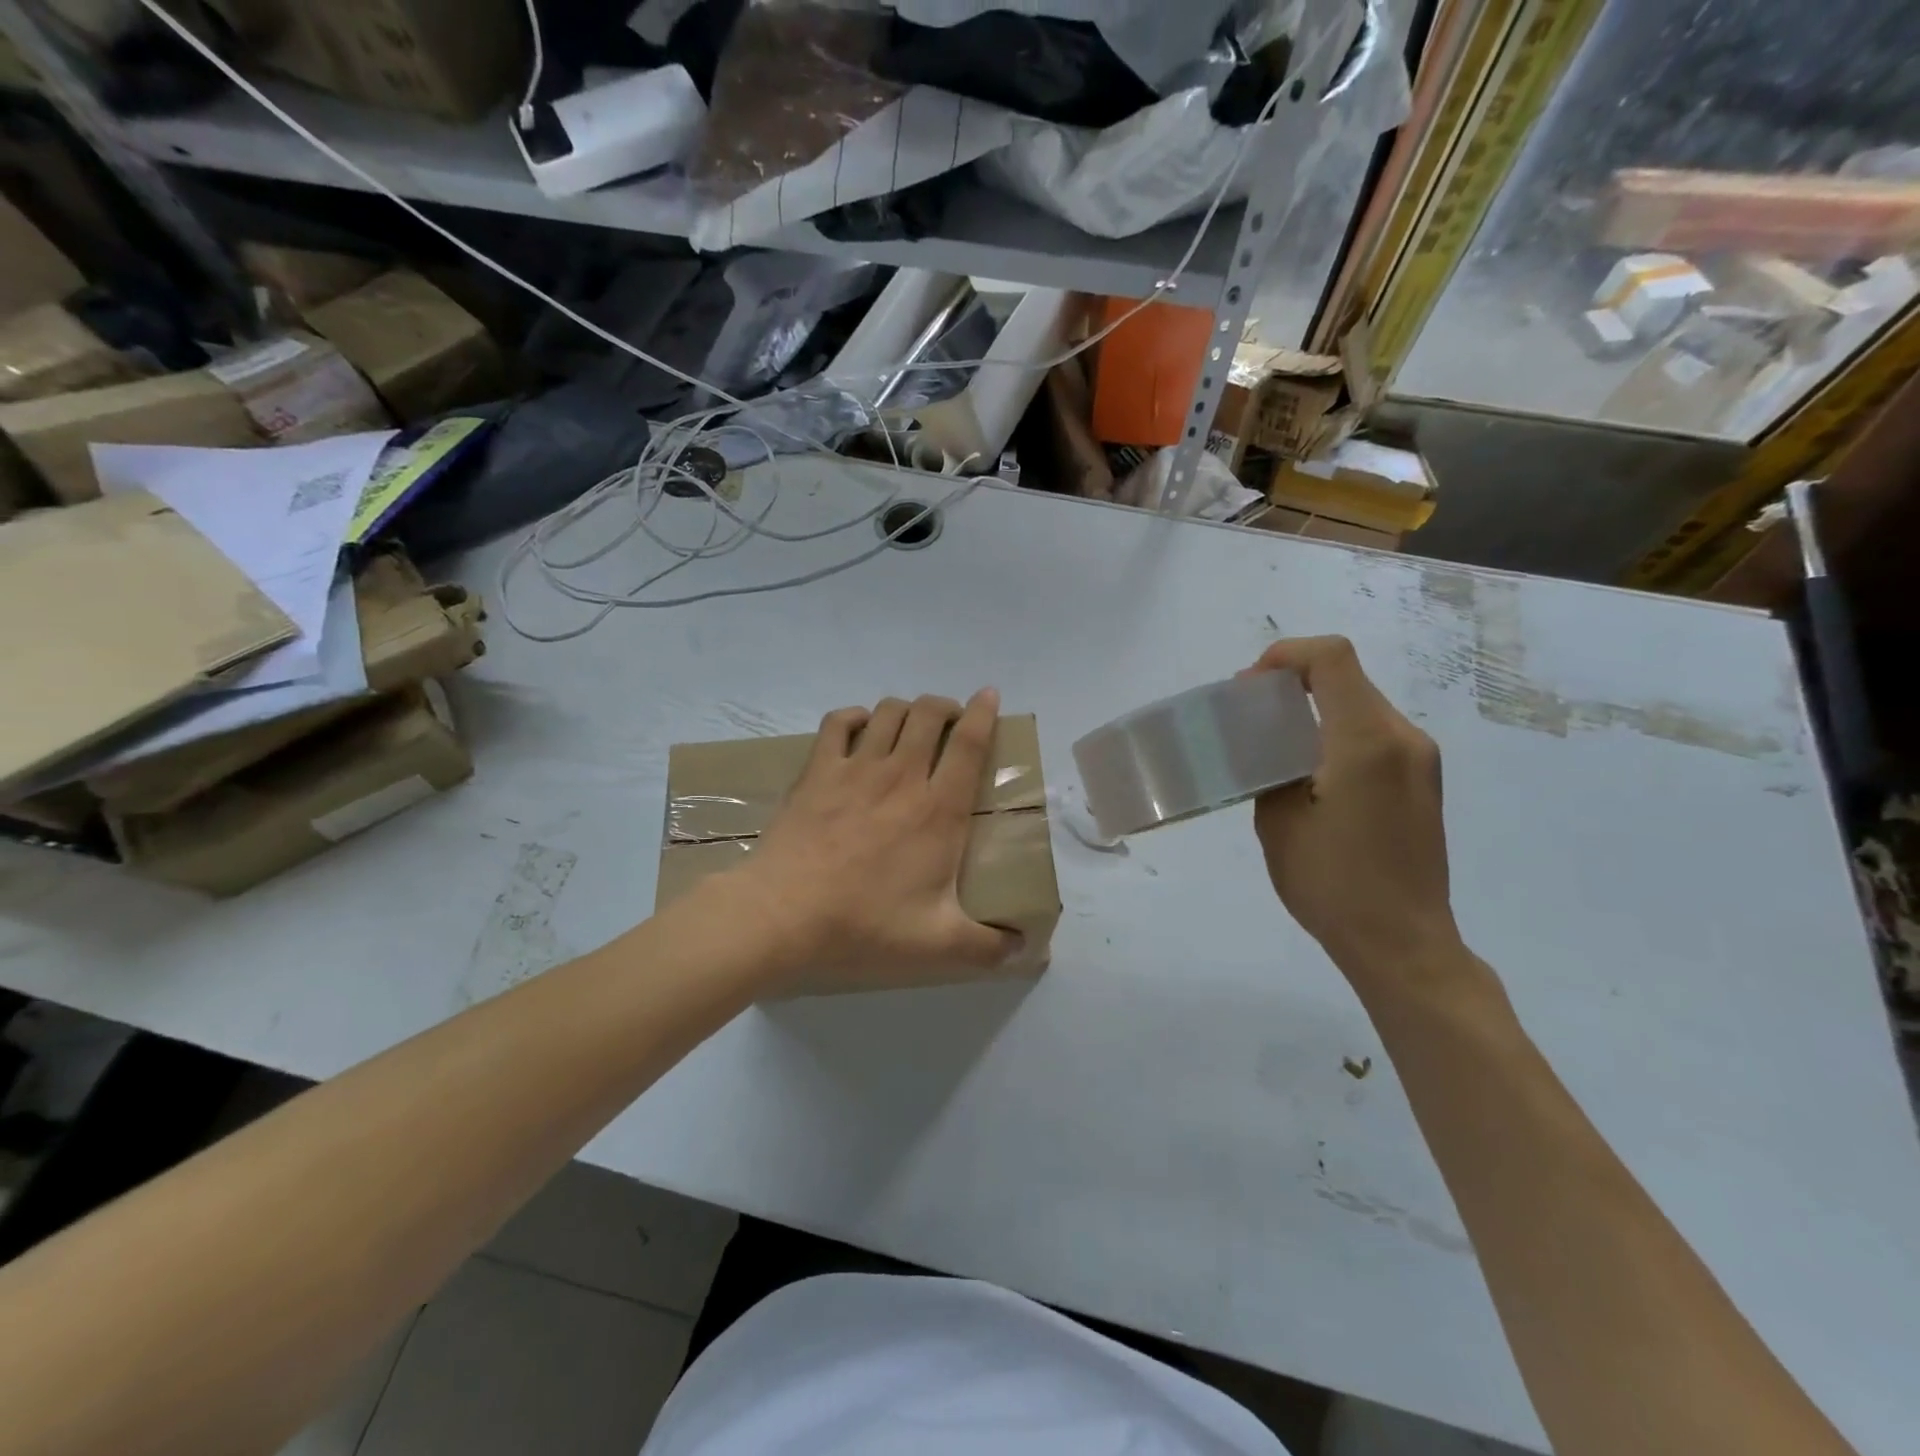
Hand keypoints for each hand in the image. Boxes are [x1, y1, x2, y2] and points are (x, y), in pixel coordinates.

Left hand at [727, 690, 1024, 994]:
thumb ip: (987, 947)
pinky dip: (854, 716)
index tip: (989, 695)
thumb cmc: (864, 924)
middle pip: (929, 714)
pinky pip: (838, 722)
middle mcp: (902, 776)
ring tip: (910, 725)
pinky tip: (860, 728)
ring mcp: (856, 768)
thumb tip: (1024, 950)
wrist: (784, 915)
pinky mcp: (817, 771)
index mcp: (939, 810)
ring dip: (905, 709)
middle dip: (945, 706)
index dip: (984, 713)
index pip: (970, 744)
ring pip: (888, 712)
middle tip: (950, 722)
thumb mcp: (937, 945)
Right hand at [1247, 637, 1460, 978]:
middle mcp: (1403, 738)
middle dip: (1293, 683)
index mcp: (1366, 742)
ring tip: (1275, 747)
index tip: (1249, 688)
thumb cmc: (1332, 885)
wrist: (1402, 943)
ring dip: (1315, 709)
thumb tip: (1270, 747)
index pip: (1331, 659)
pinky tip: (1310, 774)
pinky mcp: (1422, 782)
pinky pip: (1375, 734)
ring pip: (1361, 705)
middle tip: (1250, 717)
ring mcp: (1420, 760)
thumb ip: (1271, 768)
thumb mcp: (1278, 822)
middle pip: (1346, 678)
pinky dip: (1336, 734)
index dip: (1285, 655)